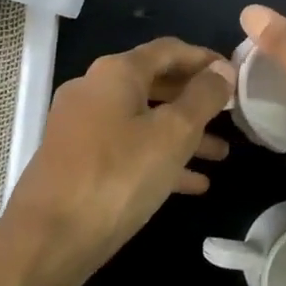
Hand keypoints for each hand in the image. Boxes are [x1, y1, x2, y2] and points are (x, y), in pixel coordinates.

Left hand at [4, 38, 235, 277]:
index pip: (168, 50)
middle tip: (232, 115)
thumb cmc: (119, 174)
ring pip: (142, 122)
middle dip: (195, 101)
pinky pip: (126, 150)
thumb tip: (222, 69)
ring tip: (221, 155)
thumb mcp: (173, 133)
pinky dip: (158, 160)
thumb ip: (203, 97)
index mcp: (115, 73)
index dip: (204, 58)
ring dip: (182, 135)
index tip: (235, 74)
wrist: (51, 235)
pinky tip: (193, 184)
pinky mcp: (77, 160)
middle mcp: (93, 90)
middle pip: (155, 85)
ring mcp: (81, 127)